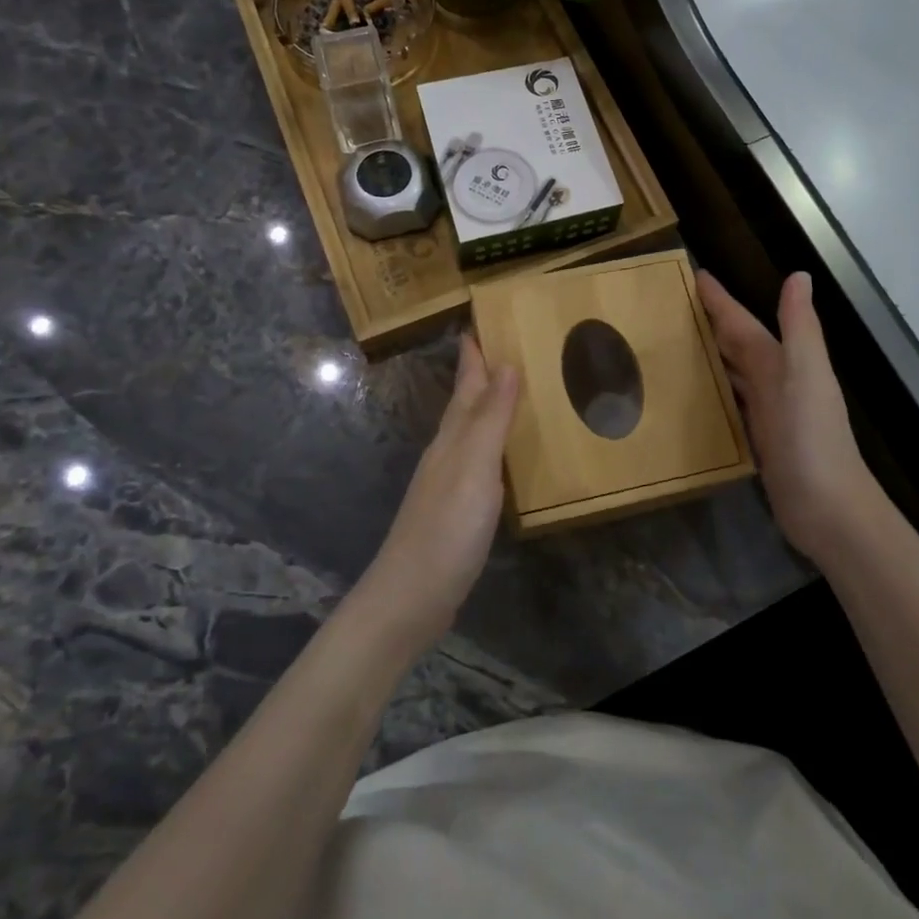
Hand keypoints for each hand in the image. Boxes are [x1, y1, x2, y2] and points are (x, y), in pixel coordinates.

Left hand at [360, 335, 519, 648]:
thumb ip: (491, 418)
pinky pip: (477, 462)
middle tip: (501, 348)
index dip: (472, 355)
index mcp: (452, 437)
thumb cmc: (446, 528)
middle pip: (464, 404)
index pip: (465, 384)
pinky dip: (490, 446)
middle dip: (479, 375)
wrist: (411, 596)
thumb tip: (506, 363)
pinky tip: (501, 457)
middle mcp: (447, 452)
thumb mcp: (475, 468)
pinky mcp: (455, 510)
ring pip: (469, 432)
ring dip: (485, 408)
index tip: (478, 322)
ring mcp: (448, 483)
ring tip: (507, 391)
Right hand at [699, 271, 888, 565]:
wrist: (829, 510)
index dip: (722, 301)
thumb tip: (799, 274)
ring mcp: (768, 413)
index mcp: (784, 363)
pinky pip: (730, 403)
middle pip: (738, 344)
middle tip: (672, 306)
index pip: (744, 324)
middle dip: (712, 323)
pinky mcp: (759, 441)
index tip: (695, 276)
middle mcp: (776, 382)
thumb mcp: (805, 377)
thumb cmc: (812, 441)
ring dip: (710, 355)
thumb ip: (800, 328)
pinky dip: (714, 391)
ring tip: (675, 343)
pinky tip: (695, 393)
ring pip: (733, 372)